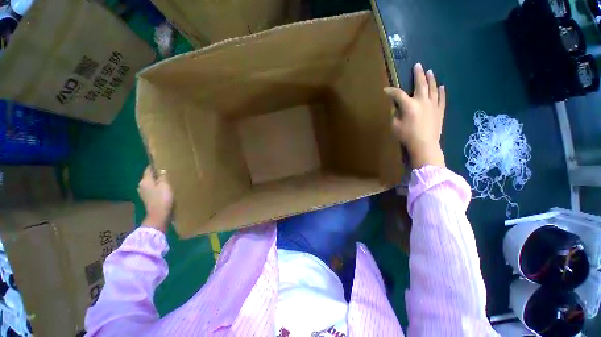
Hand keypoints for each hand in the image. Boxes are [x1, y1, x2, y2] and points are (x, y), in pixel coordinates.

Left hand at [138, 166, 173, 232]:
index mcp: (145, 181)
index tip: (161, 163)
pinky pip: (152, 190)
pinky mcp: (147, 199)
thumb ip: (163, 177)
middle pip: (149, 177)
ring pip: (150, 184)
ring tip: (166, 181)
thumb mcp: (165, 185)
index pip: (148, 169)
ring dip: (157, 182)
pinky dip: (156, 188)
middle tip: (166, 172)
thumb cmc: (162, 198)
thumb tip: (161, 170)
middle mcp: (141, 185)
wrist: (158, 215)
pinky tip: (163, 190)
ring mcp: (143, 193)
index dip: (154, 166)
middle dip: (156, 175)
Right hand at [384, 63, 445, 168]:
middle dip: (418, 74)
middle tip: (418, 65)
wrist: (425, 145)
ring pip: (433, 88)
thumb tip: (396, 108)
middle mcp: (422, 101)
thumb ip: (395, 115)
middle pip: (420, 84)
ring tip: (430, 71)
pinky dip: (442, 91)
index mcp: (409, 105)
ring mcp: (433, 105)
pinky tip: (442, 86)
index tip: (386, 90)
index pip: (398, 94)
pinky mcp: (440, 110)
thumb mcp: (395, 126)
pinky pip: (441, 98)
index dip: (391, 91)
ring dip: (431, 79)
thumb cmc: (407, 136)